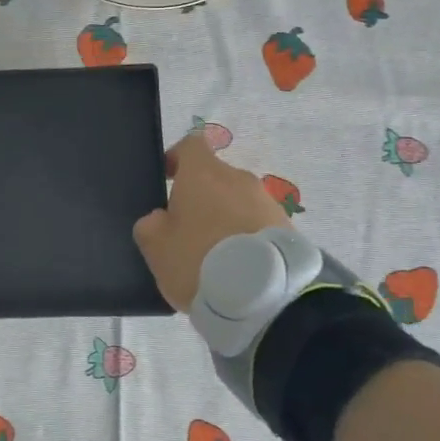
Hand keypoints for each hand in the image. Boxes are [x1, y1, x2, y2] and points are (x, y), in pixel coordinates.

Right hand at [133, 132, 288, 309]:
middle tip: (187, 231)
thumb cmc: (199, 260)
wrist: (266, 296)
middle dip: (202, 198)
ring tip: (216, 257)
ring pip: (238, 202)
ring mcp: (268, 202)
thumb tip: (160, 218)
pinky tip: (239, 268)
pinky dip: (246, 238)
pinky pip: (258, 225)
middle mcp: (238, 178)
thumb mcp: (156, 246)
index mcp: (203, 173)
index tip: (167, 180)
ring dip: (226, 219)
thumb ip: (150, 225)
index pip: (190, 145)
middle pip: (215, 177)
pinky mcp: (288, 228)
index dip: (176, 158)